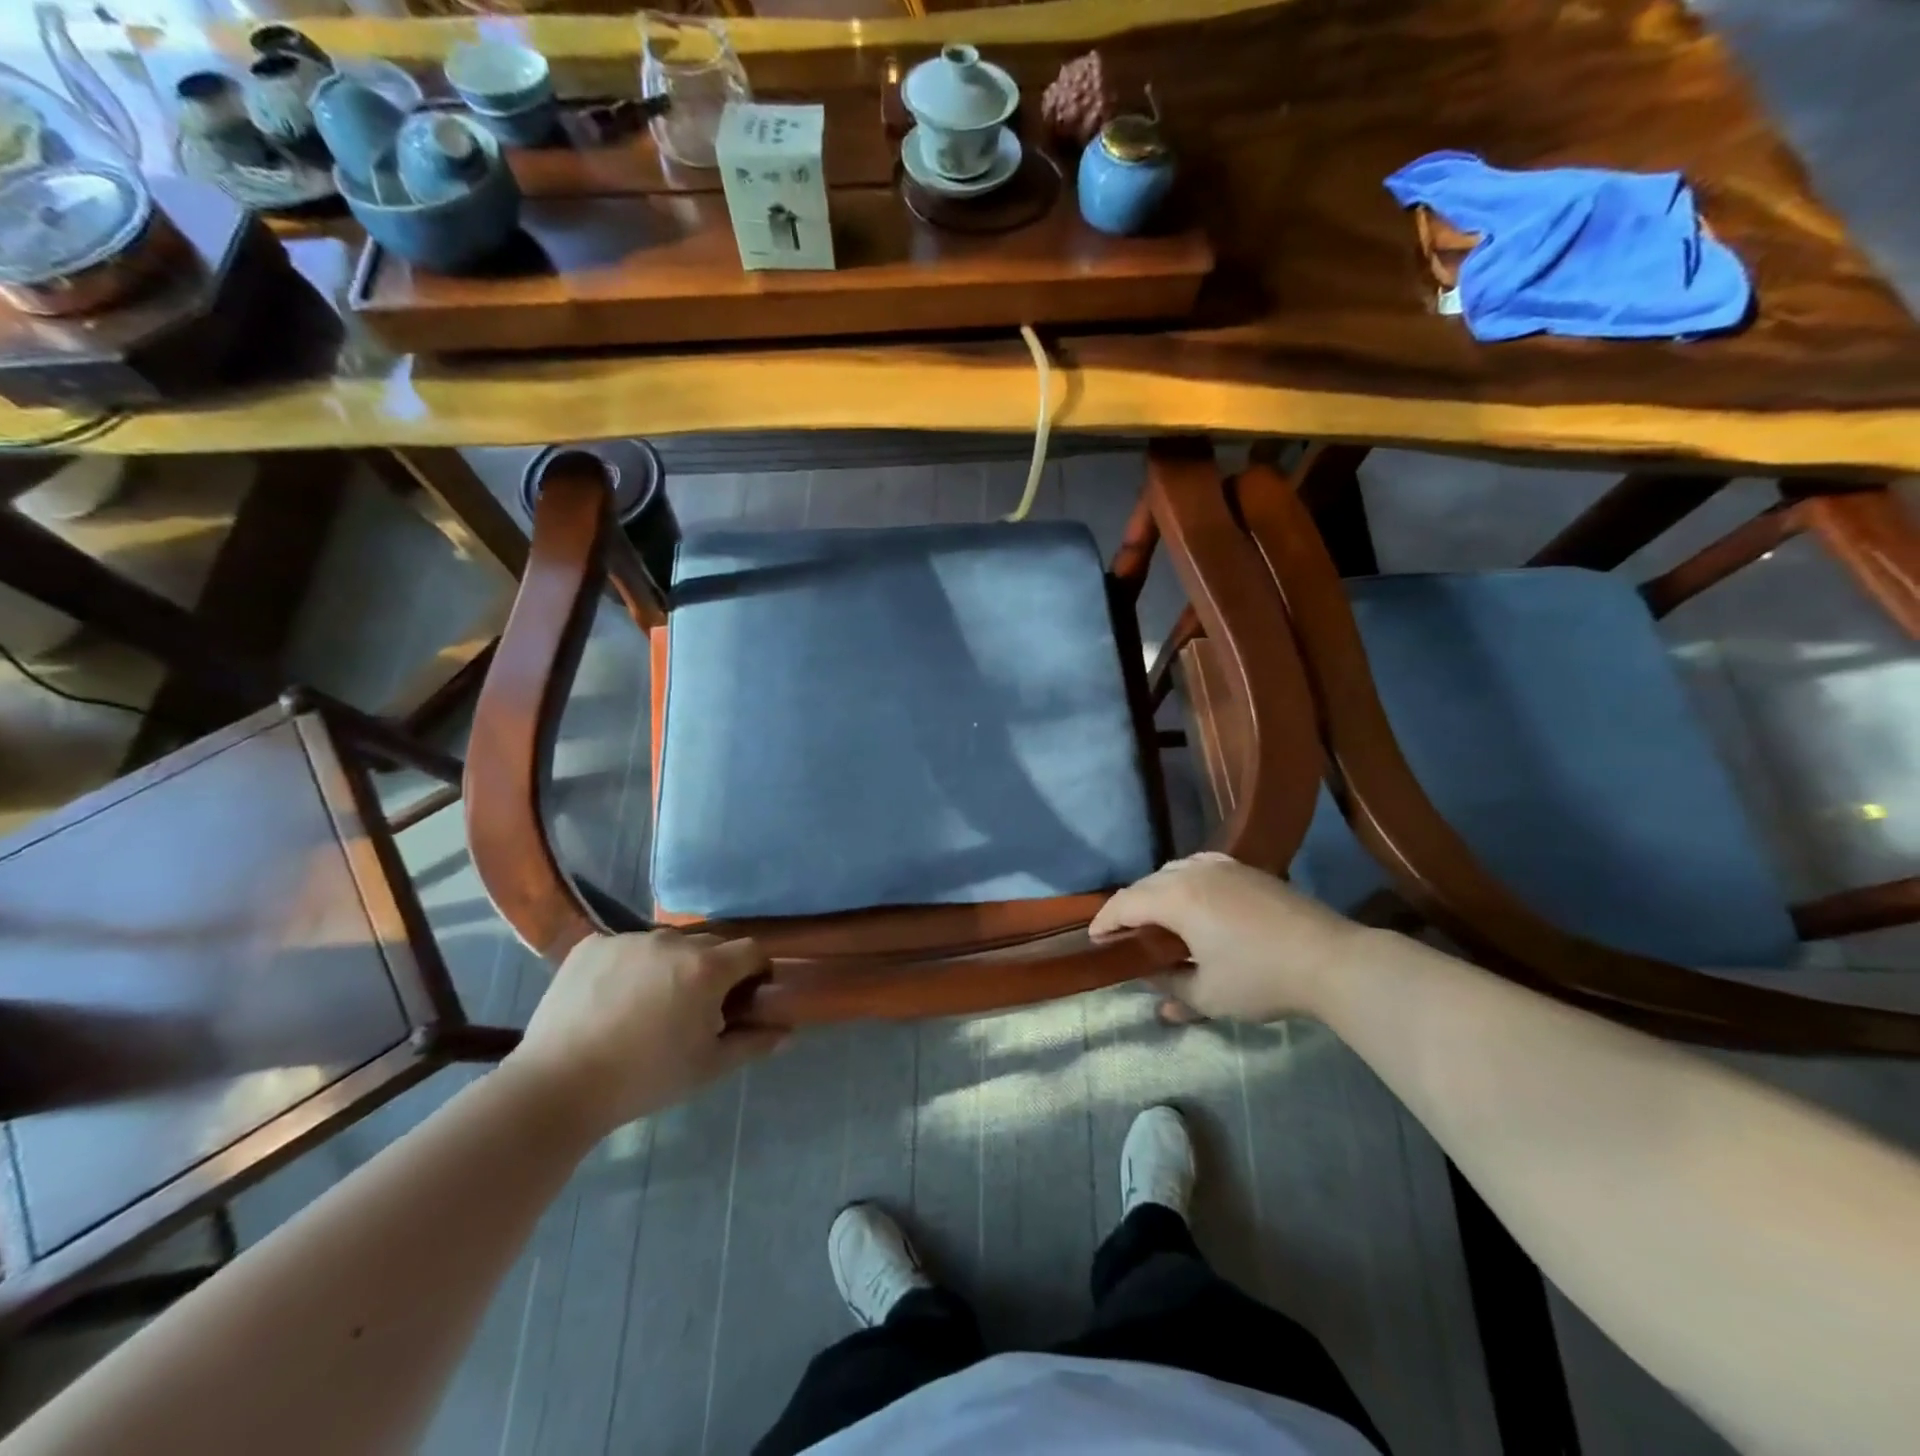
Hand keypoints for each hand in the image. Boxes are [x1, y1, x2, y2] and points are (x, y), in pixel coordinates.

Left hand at [504, 931, 785, 1138]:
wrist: (558, 1087)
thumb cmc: (645, 1079)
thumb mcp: (708, 1067)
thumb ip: (753, 1044)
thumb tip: (786, 1031)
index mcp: (707, 968)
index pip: (751, 950)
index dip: (756, 971)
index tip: (747, 996)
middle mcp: (673, 941)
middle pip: (710, 945)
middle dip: (714, 969)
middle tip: (697, 1007)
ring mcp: (629, 939)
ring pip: (666, 945)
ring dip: (671, 966)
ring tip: (649, 1005)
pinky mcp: (592, 944)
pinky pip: (626, 947)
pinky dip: (630, 966)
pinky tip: (612, 999)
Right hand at [1090, 852, 1365, 1021]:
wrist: (1331, 960)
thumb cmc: (1262, 979)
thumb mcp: (1208, 994)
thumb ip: (1170, 984)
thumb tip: (1149, 979)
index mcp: (1177, 898)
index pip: (1125, 903)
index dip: (1105, 921)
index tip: (1095, 940)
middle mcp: (1194, 872)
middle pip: (1147, 883)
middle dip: (1129, 907)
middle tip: (1124, 935)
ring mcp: (1224, 866)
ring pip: (1174, 871)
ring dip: (1157, 892)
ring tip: (1157, 918)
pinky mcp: (1248, 870)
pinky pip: (1201, 866)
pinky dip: (1185, 879)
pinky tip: (1193, 897)